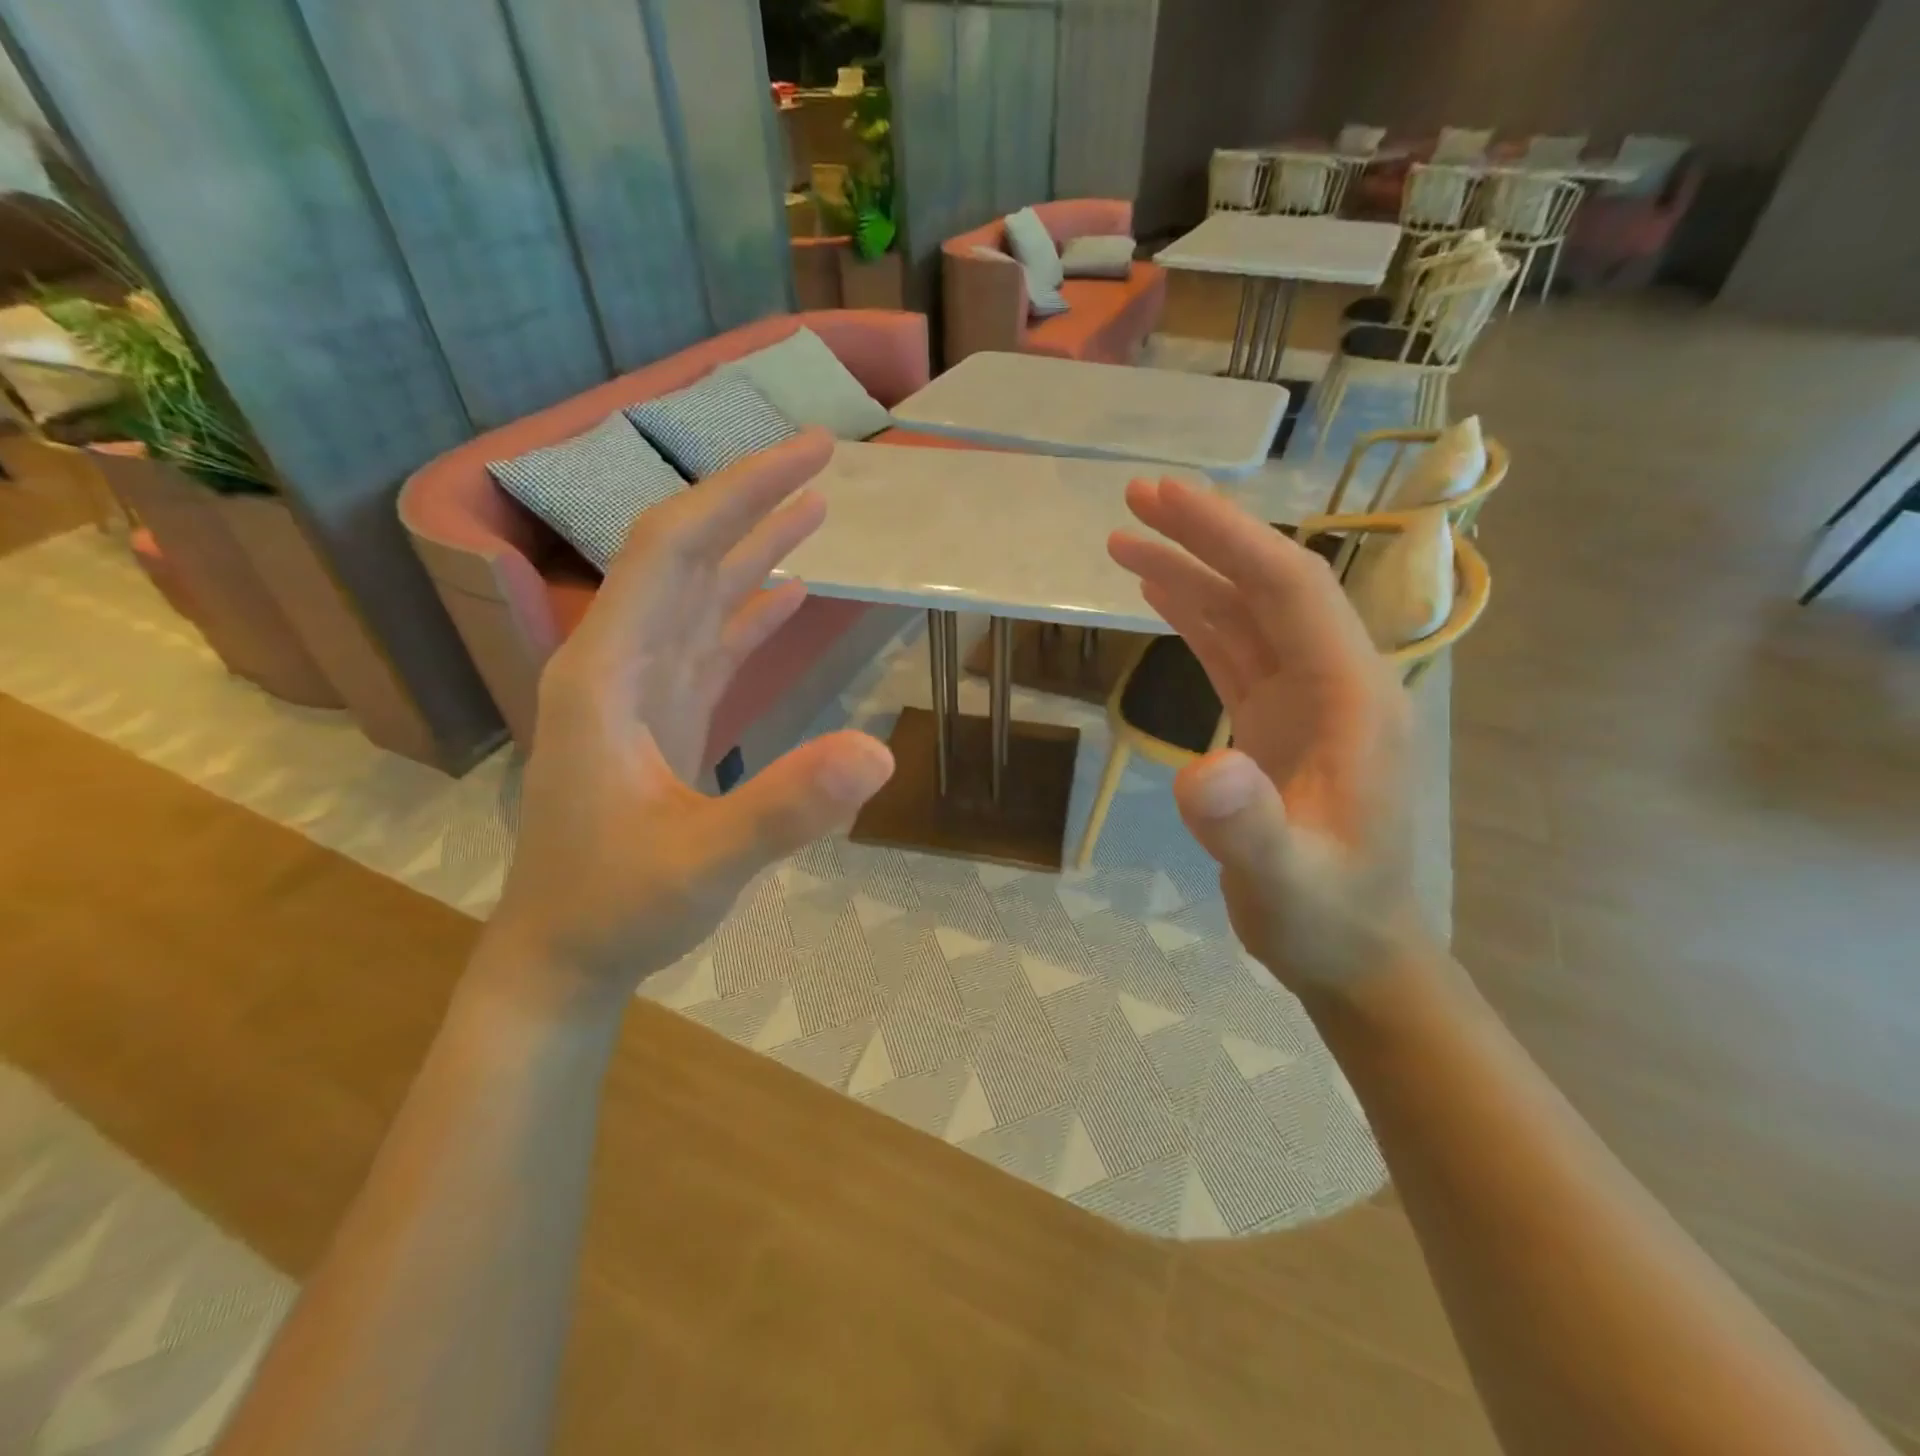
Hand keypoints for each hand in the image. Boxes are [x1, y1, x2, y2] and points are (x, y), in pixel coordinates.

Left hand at [484, 430, 894, 1009]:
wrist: (564, 955)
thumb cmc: (617, 908)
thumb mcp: (703, 863)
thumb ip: (783, 808)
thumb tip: (879, 753)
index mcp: (608, 672)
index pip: (673, 551)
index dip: (738, 493)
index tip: (807, 455)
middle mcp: (619, 663)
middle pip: (685, 556)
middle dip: (751, 500)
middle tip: (822, 456)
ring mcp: (640, 691)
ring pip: (698, 595)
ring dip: (753, 547)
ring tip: (813, 505)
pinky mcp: (662, 718)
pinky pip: (709, 644)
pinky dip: (749, 611)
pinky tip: (787, 591)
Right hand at [1108, 478, 1422, 994]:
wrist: (1354, 952)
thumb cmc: (1328, 918)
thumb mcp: (1287, 882)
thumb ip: (1249, 828)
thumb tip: (1200, 771)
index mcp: (1352, 698)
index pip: (1289, 590)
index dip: (1227, 536)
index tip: (1163, 500)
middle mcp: (1333, 683)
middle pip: (1267, 586)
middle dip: (1204, 536)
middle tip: (1133, 500)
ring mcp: (1303, 702)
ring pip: (1244, 615)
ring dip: (1189, 572)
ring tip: (1124, 540)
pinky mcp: (1274, 722)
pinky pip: (1232, 652)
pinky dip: (1194, 616)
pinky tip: (1159, 594)